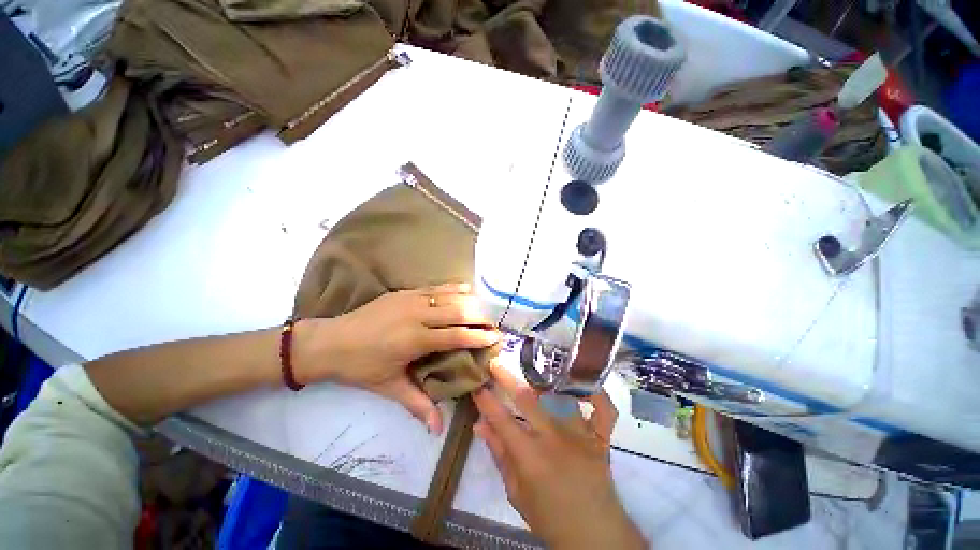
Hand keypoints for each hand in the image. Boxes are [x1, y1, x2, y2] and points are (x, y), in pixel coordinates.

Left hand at [295, 284, 498, 433]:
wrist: (329, 341)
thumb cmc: (360, 367)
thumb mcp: (389, 387)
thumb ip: (417, 404)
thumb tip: (438, 429)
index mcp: (415, 340)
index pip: (456, 335)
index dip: (479, 336)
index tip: (495, 338)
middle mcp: (417, 315)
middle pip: (458, 311)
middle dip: (480, 317)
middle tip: (493, 325)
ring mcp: (411, 299)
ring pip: (449, 295)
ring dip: (470, 301)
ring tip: (484, 310)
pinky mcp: (404, 291)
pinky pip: (435, 287)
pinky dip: (453, 288)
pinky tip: (466, 288)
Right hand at [473, 363, 645, 549]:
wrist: (593, 535)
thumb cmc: (549, 518)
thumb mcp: (516, 492)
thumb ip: (499, 454)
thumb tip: (480, 425)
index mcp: (531, 457)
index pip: (502, 420)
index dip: (486, 400)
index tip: (476, 385)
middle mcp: (555, 439)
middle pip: (527, 399)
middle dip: (507, 378)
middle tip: (495, 364)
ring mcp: (581, 435)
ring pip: (562, 396)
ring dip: (545, 382)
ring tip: (533, 370)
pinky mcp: (601, 438)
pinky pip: (604, 410)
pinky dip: (596, 394)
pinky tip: (582, 386)